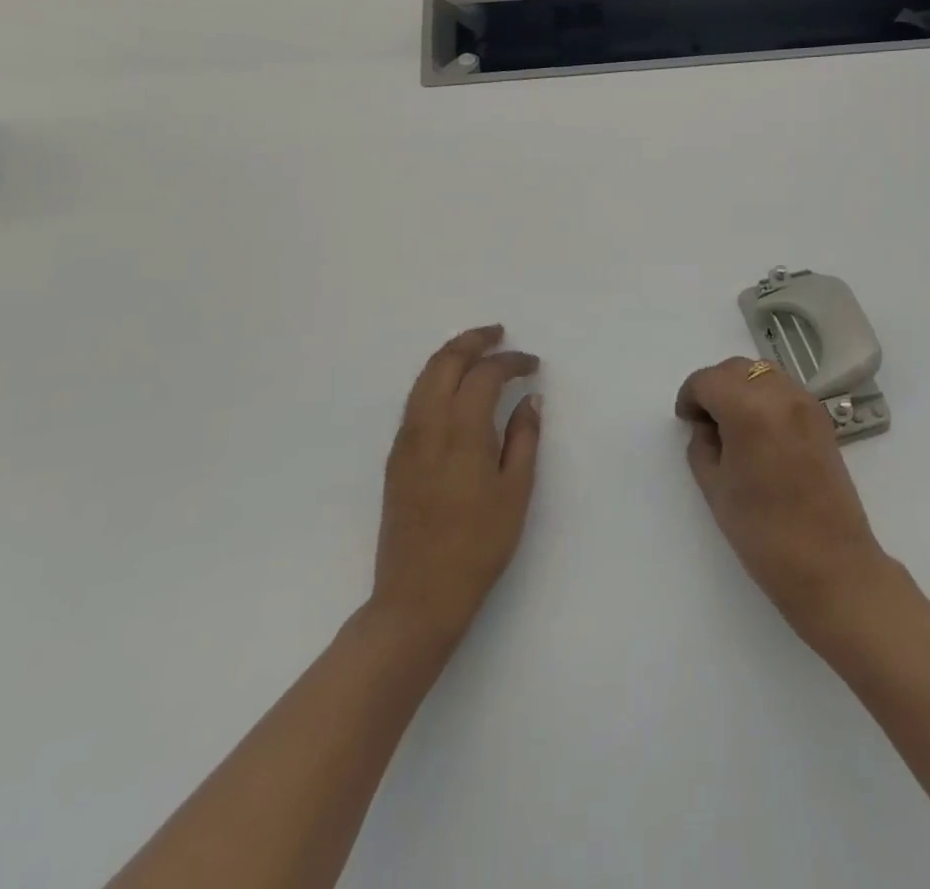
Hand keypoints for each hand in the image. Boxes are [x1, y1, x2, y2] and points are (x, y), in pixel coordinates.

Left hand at [373, 325, 541, 645]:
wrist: (418, 595)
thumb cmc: (478, 546)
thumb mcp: (515, 492)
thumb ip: (524, 438)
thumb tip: (530, 398)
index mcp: (461, 431)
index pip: (485, 374)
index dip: (511, 361)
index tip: (533, 365)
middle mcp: (428, 425)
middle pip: (446, 361)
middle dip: (473, 340)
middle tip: (499, 334)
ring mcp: (406, 440)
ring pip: (424, 377)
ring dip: (451, 355)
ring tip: (477, 351)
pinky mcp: (396, 456)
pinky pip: (415, 399)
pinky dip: (436, 378)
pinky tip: (454, 389)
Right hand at [676, 357, 899, 641]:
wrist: (831, 566)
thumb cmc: (764, 532)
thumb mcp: (716, 488)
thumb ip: (702, 445)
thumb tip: (706, 426)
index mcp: (749, 408)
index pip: (708, 380)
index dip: (690, 397)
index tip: (686, 421)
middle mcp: (780, 394)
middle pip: (736, 368)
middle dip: (714, 387)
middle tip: (705, 422)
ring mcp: (806, 403)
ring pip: (762, 372)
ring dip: (741, 387)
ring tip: (733, 425)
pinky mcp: (822, 418)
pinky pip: (784, 389)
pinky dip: (764, 396)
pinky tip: (759, 431)